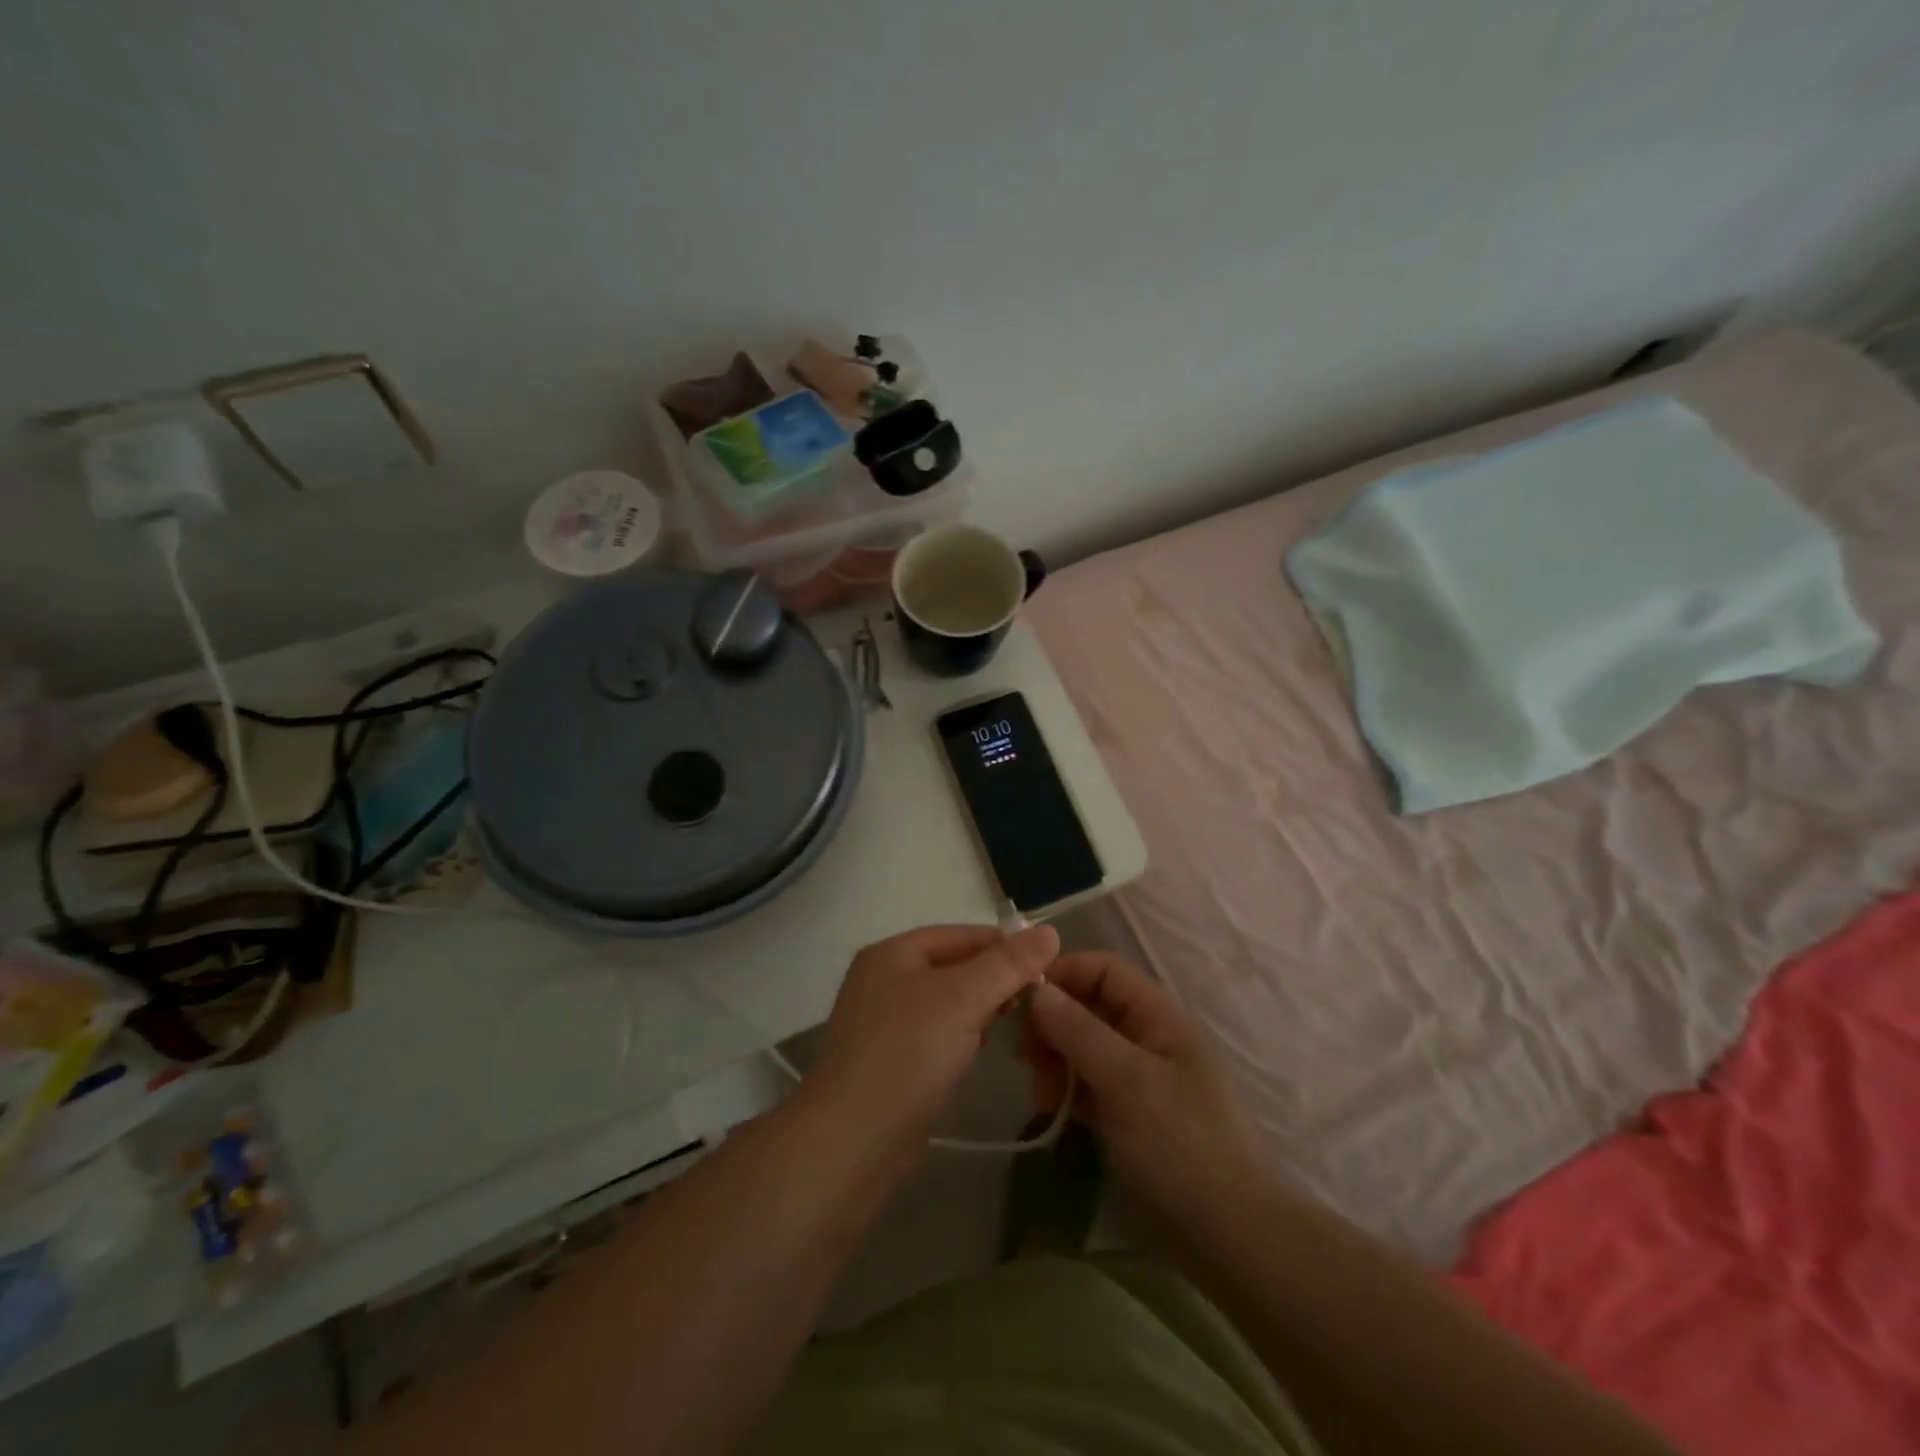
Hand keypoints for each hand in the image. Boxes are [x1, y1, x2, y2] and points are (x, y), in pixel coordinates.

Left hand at [807, 922, 1059, 1159]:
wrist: (853, 1141)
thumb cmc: (907, 1054)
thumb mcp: (963, 999)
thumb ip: (1008, 965)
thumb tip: (1050, 931)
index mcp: (892, 953)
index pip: (961, 934)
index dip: (1004, 946)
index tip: (1047, 967)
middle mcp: (884, 980)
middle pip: (954, 967)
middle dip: (995, 979)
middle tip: (1037, 1001)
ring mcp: (885, 1022)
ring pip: (948, 1003)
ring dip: (982, 1009)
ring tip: (1017, 1024)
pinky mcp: (892, 1061)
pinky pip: (938, 1034)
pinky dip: (963, 1036)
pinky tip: (983, 1051)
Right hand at [1025, 952, 1264, 1233]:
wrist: (1230, 1238)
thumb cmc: (1181, 1145)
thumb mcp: (1127, 1081)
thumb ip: (1079, 1030)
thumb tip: (1036, 989)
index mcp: (1158, 1017)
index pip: (1105, 970)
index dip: (1064, 974)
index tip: (1022, 1000)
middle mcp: (1147, 1038)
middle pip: (1089, 1006)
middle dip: (1053, 1024)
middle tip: (1025, 1057)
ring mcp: (1137, 1078)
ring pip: (1083, 1047)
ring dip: (1055, 1061)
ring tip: (1041, 1096)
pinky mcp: (1128, 1115)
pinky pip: (1087, 1085)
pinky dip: (1066, 1091)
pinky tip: (1051, 1112)